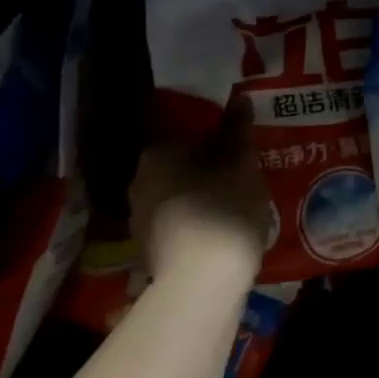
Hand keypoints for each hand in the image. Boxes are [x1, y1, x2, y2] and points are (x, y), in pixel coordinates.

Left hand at [128, 109, 269, 287]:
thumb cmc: (223, 206)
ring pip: (175, 195)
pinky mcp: (149, 251)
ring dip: (199, 195)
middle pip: (178, 165)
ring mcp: (139, 220)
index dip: (211, 137)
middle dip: (204, 166)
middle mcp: (138, 182)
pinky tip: (220, 229)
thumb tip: (237, 97)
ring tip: (233, 201)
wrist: (202, 279)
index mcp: (156, 154)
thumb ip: (237, 127)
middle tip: (238, 170)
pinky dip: (195, 222)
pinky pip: (176, 224)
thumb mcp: (240, 160)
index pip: (183, 133)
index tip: (235, 145)